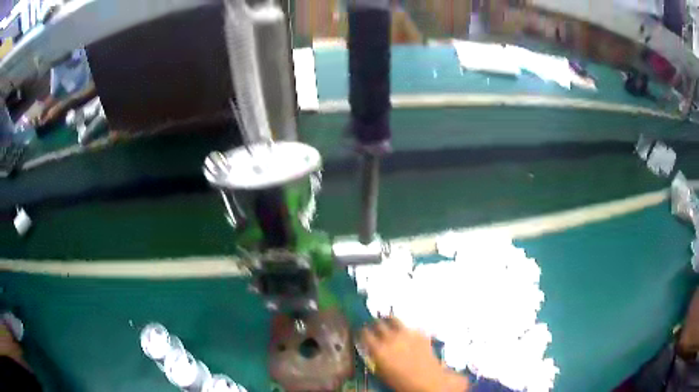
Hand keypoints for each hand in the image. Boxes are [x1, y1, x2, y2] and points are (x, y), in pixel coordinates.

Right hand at [361, 317, 468, 391]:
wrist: (428, 382)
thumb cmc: (402, 383)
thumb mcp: (382, 374)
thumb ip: (375, 359)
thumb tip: (371, 352)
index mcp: (379, 350)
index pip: (365, 333)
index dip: (362, 332)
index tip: (361, 332)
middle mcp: (391, 338)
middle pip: (378, 324)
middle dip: (374, 324)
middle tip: (373, 325)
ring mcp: (407, 334)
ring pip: (394, 319)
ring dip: (389, 320)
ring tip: (387, 321)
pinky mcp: (421, 334)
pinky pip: (409, 327)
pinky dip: (405, 329)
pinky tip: (406, 334)